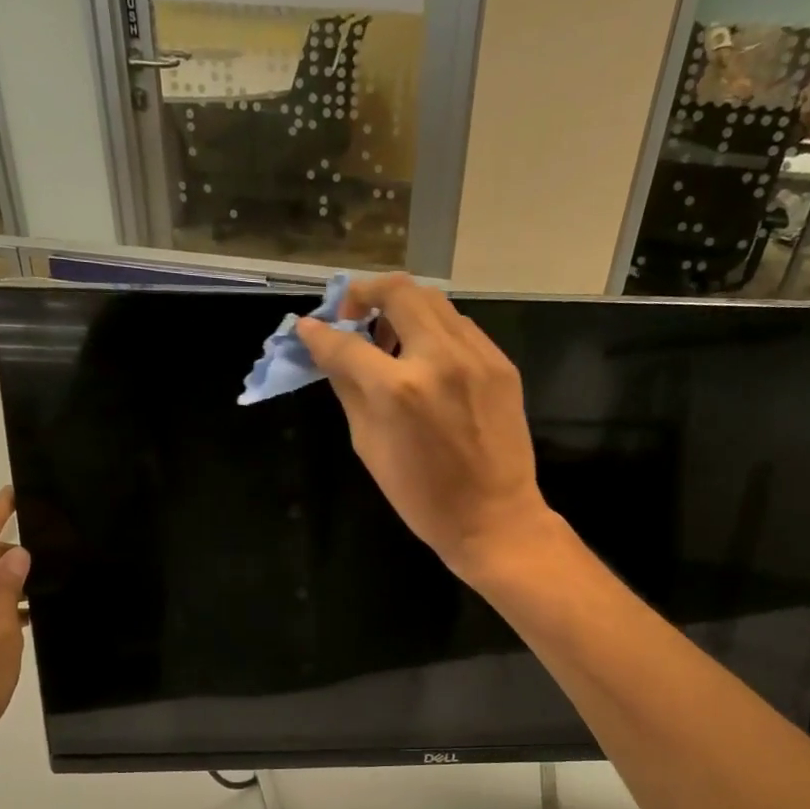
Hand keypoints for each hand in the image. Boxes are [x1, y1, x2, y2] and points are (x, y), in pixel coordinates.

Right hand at [293, 275, 559, 581]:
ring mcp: (477, 356)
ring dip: (402, 306)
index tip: (308, 327)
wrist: (494, 517)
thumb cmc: (421, 496)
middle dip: (364, 292)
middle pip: (398, 291)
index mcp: (399, 390)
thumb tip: (328, 351)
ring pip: (433, 300)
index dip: (319, 333)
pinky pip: (460, 326)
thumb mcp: (368, 445)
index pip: (346, 343)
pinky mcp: (500, 363)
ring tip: (389, 336)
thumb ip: (348, 389)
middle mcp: (439, 358)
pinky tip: (425, 356)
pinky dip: (433, 329)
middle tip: (352, 313)